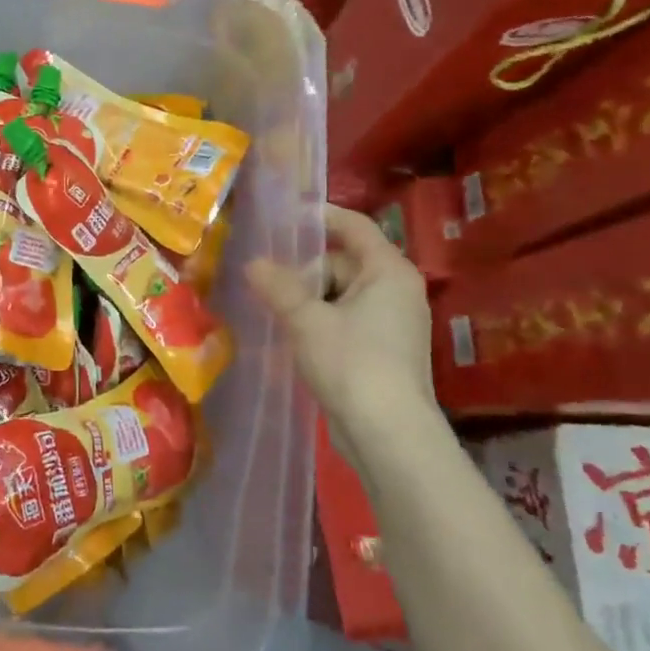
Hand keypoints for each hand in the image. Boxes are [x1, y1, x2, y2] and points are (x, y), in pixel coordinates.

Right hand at [247, 206, 435, 439]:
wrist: (388, 435)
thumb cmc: (352, 364)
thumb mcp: (307, 319)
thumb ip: (278, 286)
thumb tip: (253, 263)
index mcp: (388, 271)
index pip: (354, 226)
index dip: (319, 216)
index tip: (281, 215)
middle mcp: (395, 291)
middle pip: (343, 261)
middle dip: (303, 267)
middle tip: (261, 271)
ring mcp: (390, 323)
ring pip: (340, 294)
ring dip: (306, 297)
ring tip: (266, 302)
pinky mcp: (381, 351)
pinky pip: (344, 320)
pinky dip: (317, 320)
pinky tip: (287, 332)